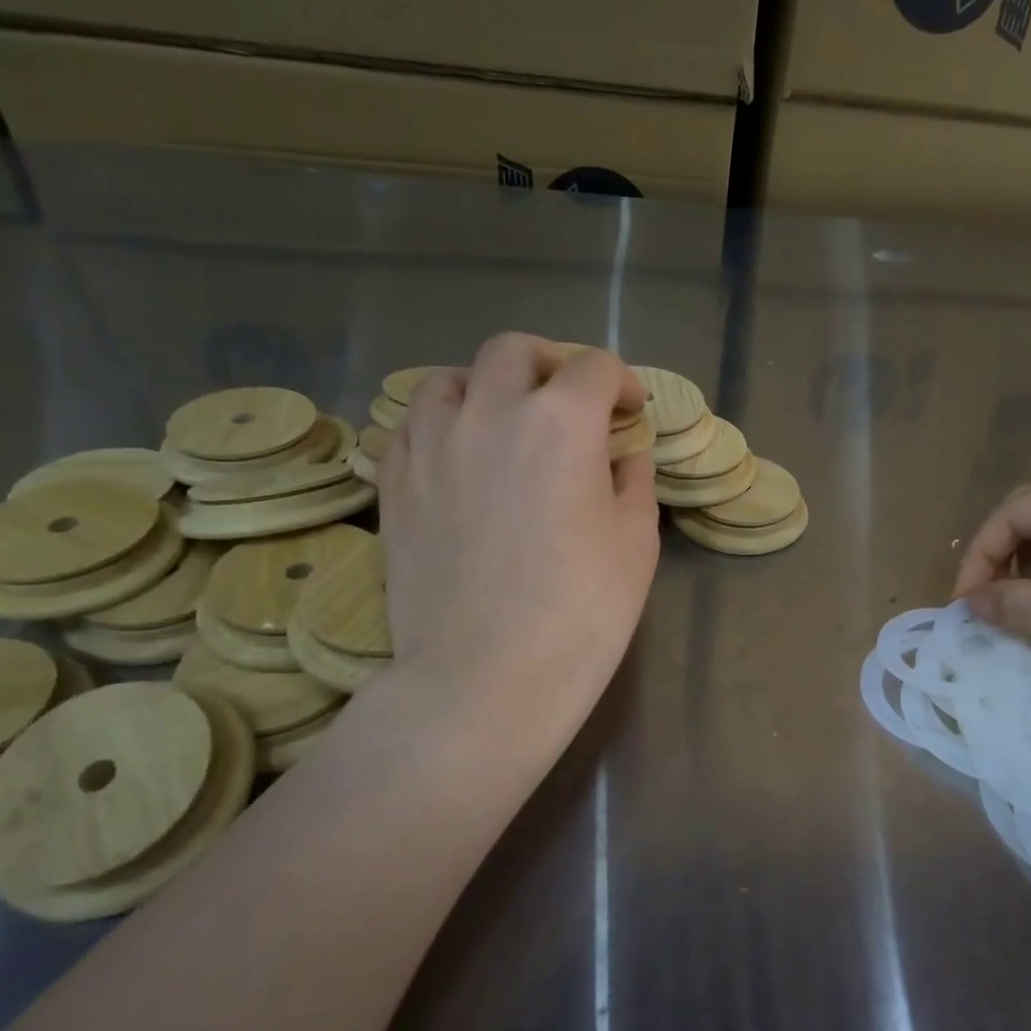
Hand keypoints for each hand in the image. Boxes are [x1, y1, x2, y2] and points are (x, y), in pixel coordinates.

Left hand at [374, 334, 659, 753]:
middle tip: (571, 401)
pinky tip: (459, 457)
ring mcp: (431, 446)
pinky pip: (411, 425)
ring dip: (487, 387)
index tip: (632, 413)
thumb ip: (632, 480)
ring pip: (450, 379)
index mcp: (561, 422)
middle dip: (552, 364)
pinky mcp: (394, 484)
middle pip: (515, 352)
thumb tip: (623, 454)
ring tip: (505, 423)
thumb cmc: (582, 612)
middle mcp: (490, 413)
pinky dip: (442, 424)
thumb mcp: (635, 542)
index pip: (595, 368)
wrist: (486, 678)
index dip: (623, 383)